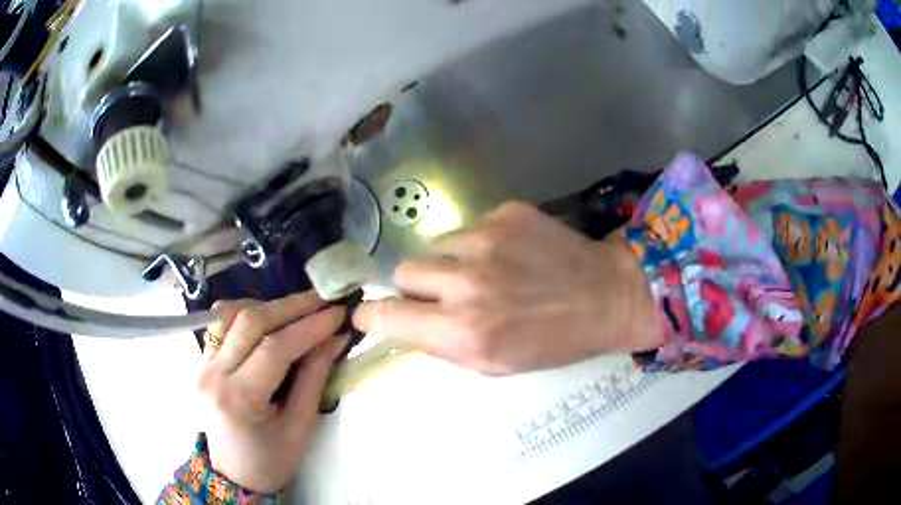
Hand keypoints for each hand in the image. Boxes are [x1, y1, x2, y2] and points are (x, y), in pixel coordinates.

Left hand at [197, 292, 346, 492]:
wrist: (235, 475)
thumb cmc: (271, 460)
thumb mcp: (300, 427)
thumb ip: (315, 378)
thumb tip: (334, 337)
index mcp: (238, 399)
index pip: (274, 348)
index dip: (309, 326)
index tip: (337, 312)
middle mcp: (212, 374)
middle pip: (248, 321)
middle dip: (290, 306)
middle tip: (322, 300)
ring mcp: (201, 365)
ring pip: (229, 314)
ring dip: (266, 306)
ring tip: (297, 309)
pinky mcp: (201, 362)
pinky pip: (220, 325)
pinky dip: (246, 315)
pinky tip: (268, 320)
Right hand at [354, 202, 659, 375]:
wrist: (605, 295)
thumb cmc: (553, 341)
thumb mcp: (494, 364)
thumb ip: (442, 344)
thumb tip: (402, 322)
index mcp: (464, 332)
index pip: (386, 316)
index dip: (370, 315)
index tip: (368, 314)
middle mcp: (466, 284)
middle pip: (403, 272)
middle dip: (417, 286)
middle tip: (446, 294)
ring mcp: (485, 240)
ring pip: (435, 246)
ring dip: (449, 262)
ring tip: (485, 272)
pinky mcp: (504, 213)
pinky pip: (468, 228)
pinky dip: (479, 243)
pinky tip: (510, 254)